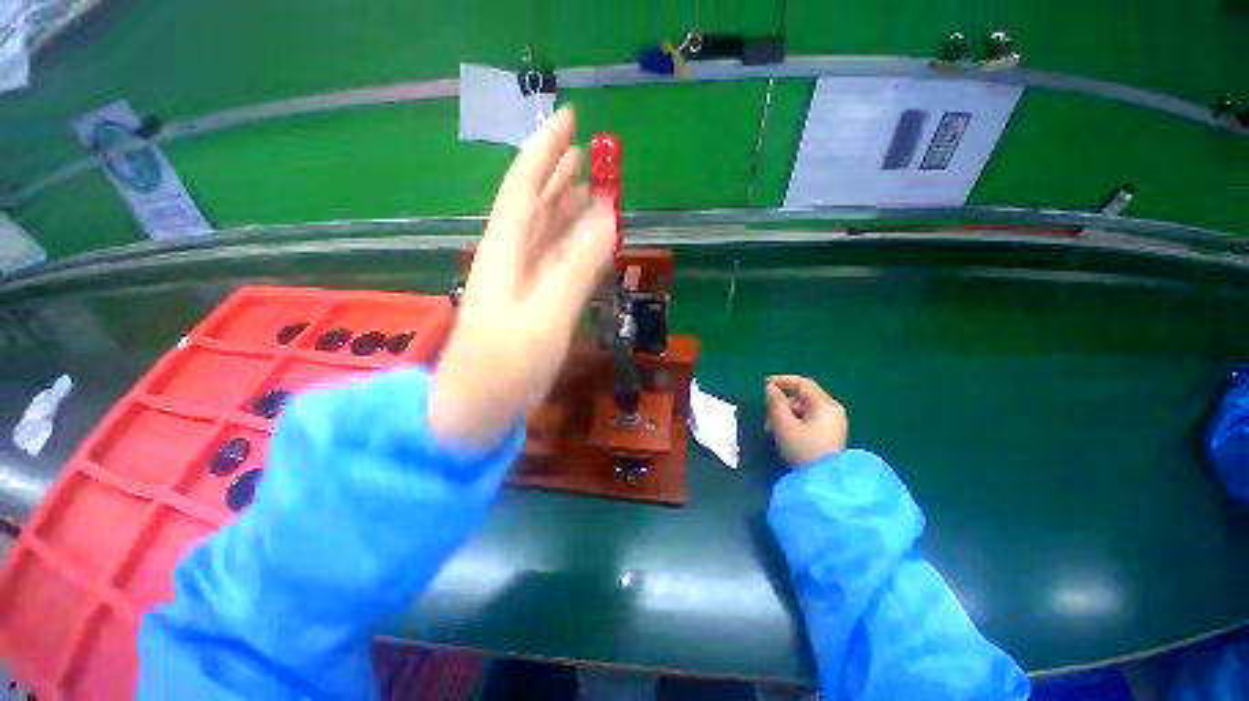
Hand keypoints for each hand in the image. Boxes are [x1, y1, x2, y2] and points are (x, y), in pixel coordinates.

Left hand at [429, 109, 615, 451]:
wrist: (476, 409)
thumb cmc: (506, 366)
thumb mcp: (546, 318)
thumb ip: (577, 268)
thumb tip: (607, 217)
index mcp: (505, 253)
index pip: (523, 188)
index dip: (544, 152)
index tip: (569, 119)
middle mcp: (509, 259)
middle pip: (534, 206)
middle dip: (557, 174)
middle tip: (587, 151)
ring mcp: (520, 282)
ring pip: (544, 233)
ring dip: (566, 207)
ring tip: (589, 186)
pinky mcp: (530, 302)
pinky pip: (552, 261)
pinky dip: (570, 244)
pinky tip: (583, 239)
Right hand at [765, 375, 847, 466]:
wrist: (825, 484)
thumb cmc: (803, 450)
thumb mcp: (784, 425)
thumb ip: (775, 403)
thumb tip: (771, 389)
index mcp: (825, 405)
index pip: (803, 383)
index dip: (782, 380)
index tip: (763, 384)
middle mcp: (833, 410)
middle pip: (804, 397)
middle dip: (782, 401)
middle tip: (765, 411)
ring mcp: (833, 424)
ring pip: (805, 410)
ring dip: (786, 413)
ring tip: (770, 426)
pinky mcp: (830, 436)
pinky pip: (810, 420)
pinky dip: (795, 422)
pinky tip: (782, 433)